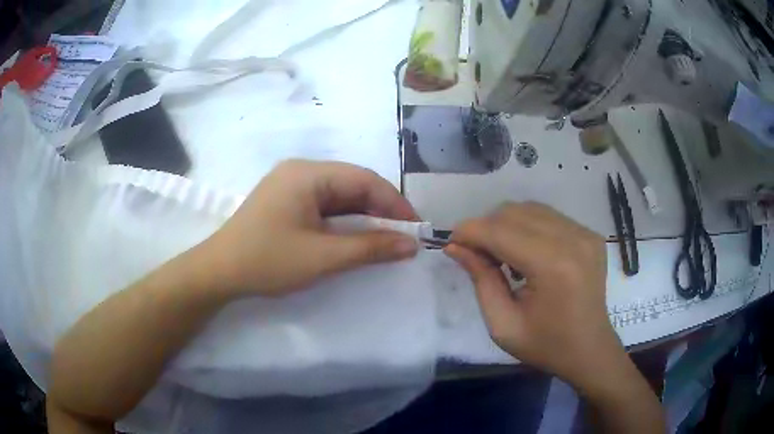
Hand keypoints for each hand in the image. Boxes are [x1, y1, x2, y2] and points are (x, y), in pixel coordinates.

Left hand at [203, 159, 419, 296]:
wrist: (219, 273)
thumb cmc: (268, 261)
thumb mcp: (323, 257)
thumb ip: (370, 247)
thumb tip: (412, 244)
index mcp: (308, 174)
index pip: (365, 180)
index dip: (395, 204)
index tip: (416, 229)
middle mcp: (301, 171)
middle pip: (352, 185)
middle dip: (381, 210)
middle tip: (403, 237)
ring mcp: (291, 185)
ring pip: (339, 196)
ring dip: (363, 216)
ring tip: (385, 239)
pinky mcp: (286, 201)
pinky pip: (323, 205)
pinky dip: (343, 221)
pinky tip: (355, 236)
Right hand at [445, 203, 621, 390]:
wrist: (589, 349)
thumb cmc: (545, 345)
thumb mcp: (502, 324)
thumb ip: (480, 279)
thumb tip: (455, 246)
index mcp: (553, 267)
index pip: (501, 232)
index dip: (470, 231)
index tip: (451, 242)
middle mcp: (573, 240)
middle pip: (515, 212)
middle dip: (486, 227)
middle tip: (476, 254)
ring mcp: (585, 234)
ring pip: (531, 209)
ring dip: (506, 225)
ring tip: (501, 254)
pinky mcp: (590, 235)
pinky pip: (549, 217)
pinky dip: (528, 227)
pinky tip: (526, 253)